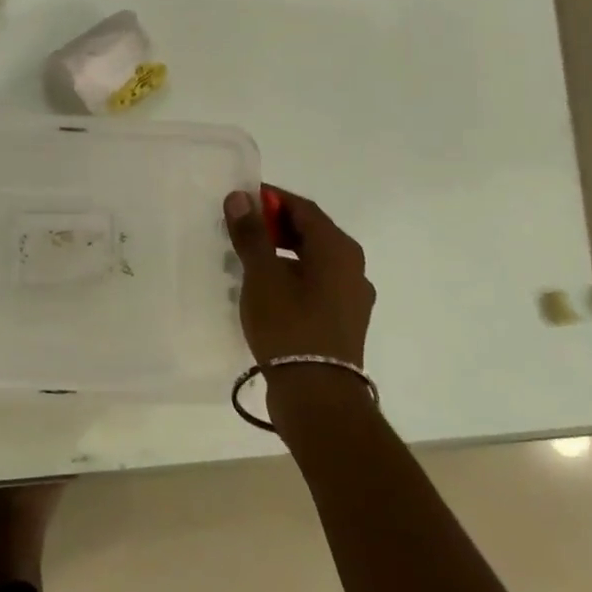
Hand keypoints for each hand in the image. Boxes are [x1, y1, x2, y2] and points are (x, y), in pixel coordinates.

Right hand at [224, 187, 375, 433]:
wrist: (318, 395)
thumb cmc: (289, 326)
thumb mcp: (262, 276)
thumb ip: (251, 234)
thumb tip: (240, 197)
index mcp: (338, 249)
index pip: (303, 208)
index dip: (270, 198)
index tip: (239, 199)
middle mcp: (352, 267)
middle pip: (310, 232)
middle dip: (274, 225)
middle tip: (238, 228)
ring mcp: (351, 296)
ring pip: (312, 260)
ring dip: (280, 252)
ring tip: (246, 259)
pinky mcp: (343, 320)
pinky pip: (315, 284)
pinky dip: (290, 276)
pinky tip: (265, 290)